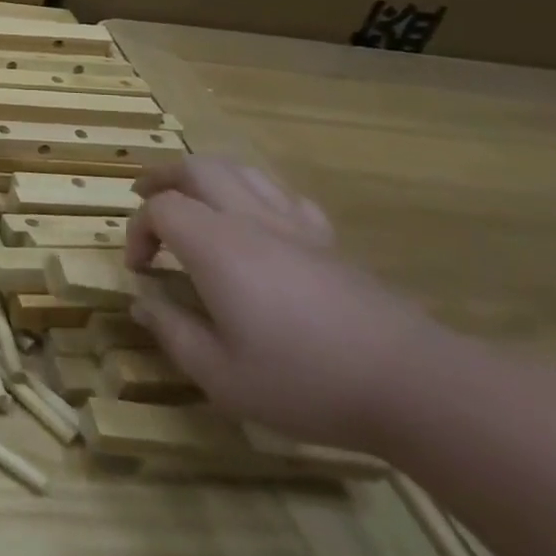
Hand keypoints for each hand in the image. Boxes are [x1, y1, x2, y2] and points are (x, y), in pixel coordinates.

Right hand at [124, 156, 442, 451]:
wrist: (417, 387)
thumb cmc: (306, 381)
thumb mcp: (221, 375)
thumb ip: (173, 333)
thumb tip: (143, 302)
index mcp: (216, 246)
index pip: (160, 209)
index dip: (137, 231)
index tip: (140, 271)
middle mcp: (251, 222)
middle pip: (198, 168)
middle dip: (163, 178)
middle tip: (143, 197)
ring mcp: (295, 227)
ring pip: (242, 171)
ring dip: (205, 177)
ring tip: (190, 198)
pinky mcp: (330, 242)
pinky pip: (284, 196)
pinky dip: (255, 195)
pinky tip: (255, 220)